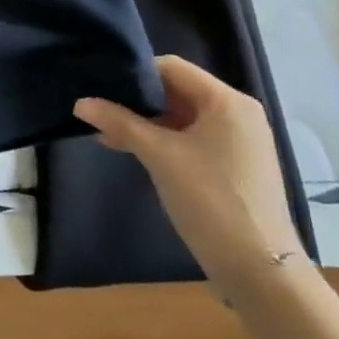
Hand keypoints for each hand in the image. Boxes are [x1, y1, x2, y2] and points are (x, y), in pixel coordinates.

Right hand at [74, 56, 305, 302]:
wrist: (259, 270)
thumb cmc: (210, 200)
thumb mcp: (159, 156)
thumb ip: (119, 122)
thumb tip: (80, 102)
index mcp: (227, 101)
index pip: (171, 67)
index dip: (135, 74)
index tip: (101, 85)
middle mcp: (238, 112)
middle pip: (178, 90)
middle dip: (138, 100)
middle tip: (99, 109)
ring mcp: (240, 140)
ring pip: (184, 116)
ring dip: (148, 122)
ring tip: (109, 132)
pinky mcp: (236, 164)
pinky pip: (194, 138)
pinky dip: (165, 139)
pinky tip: (135, 150)